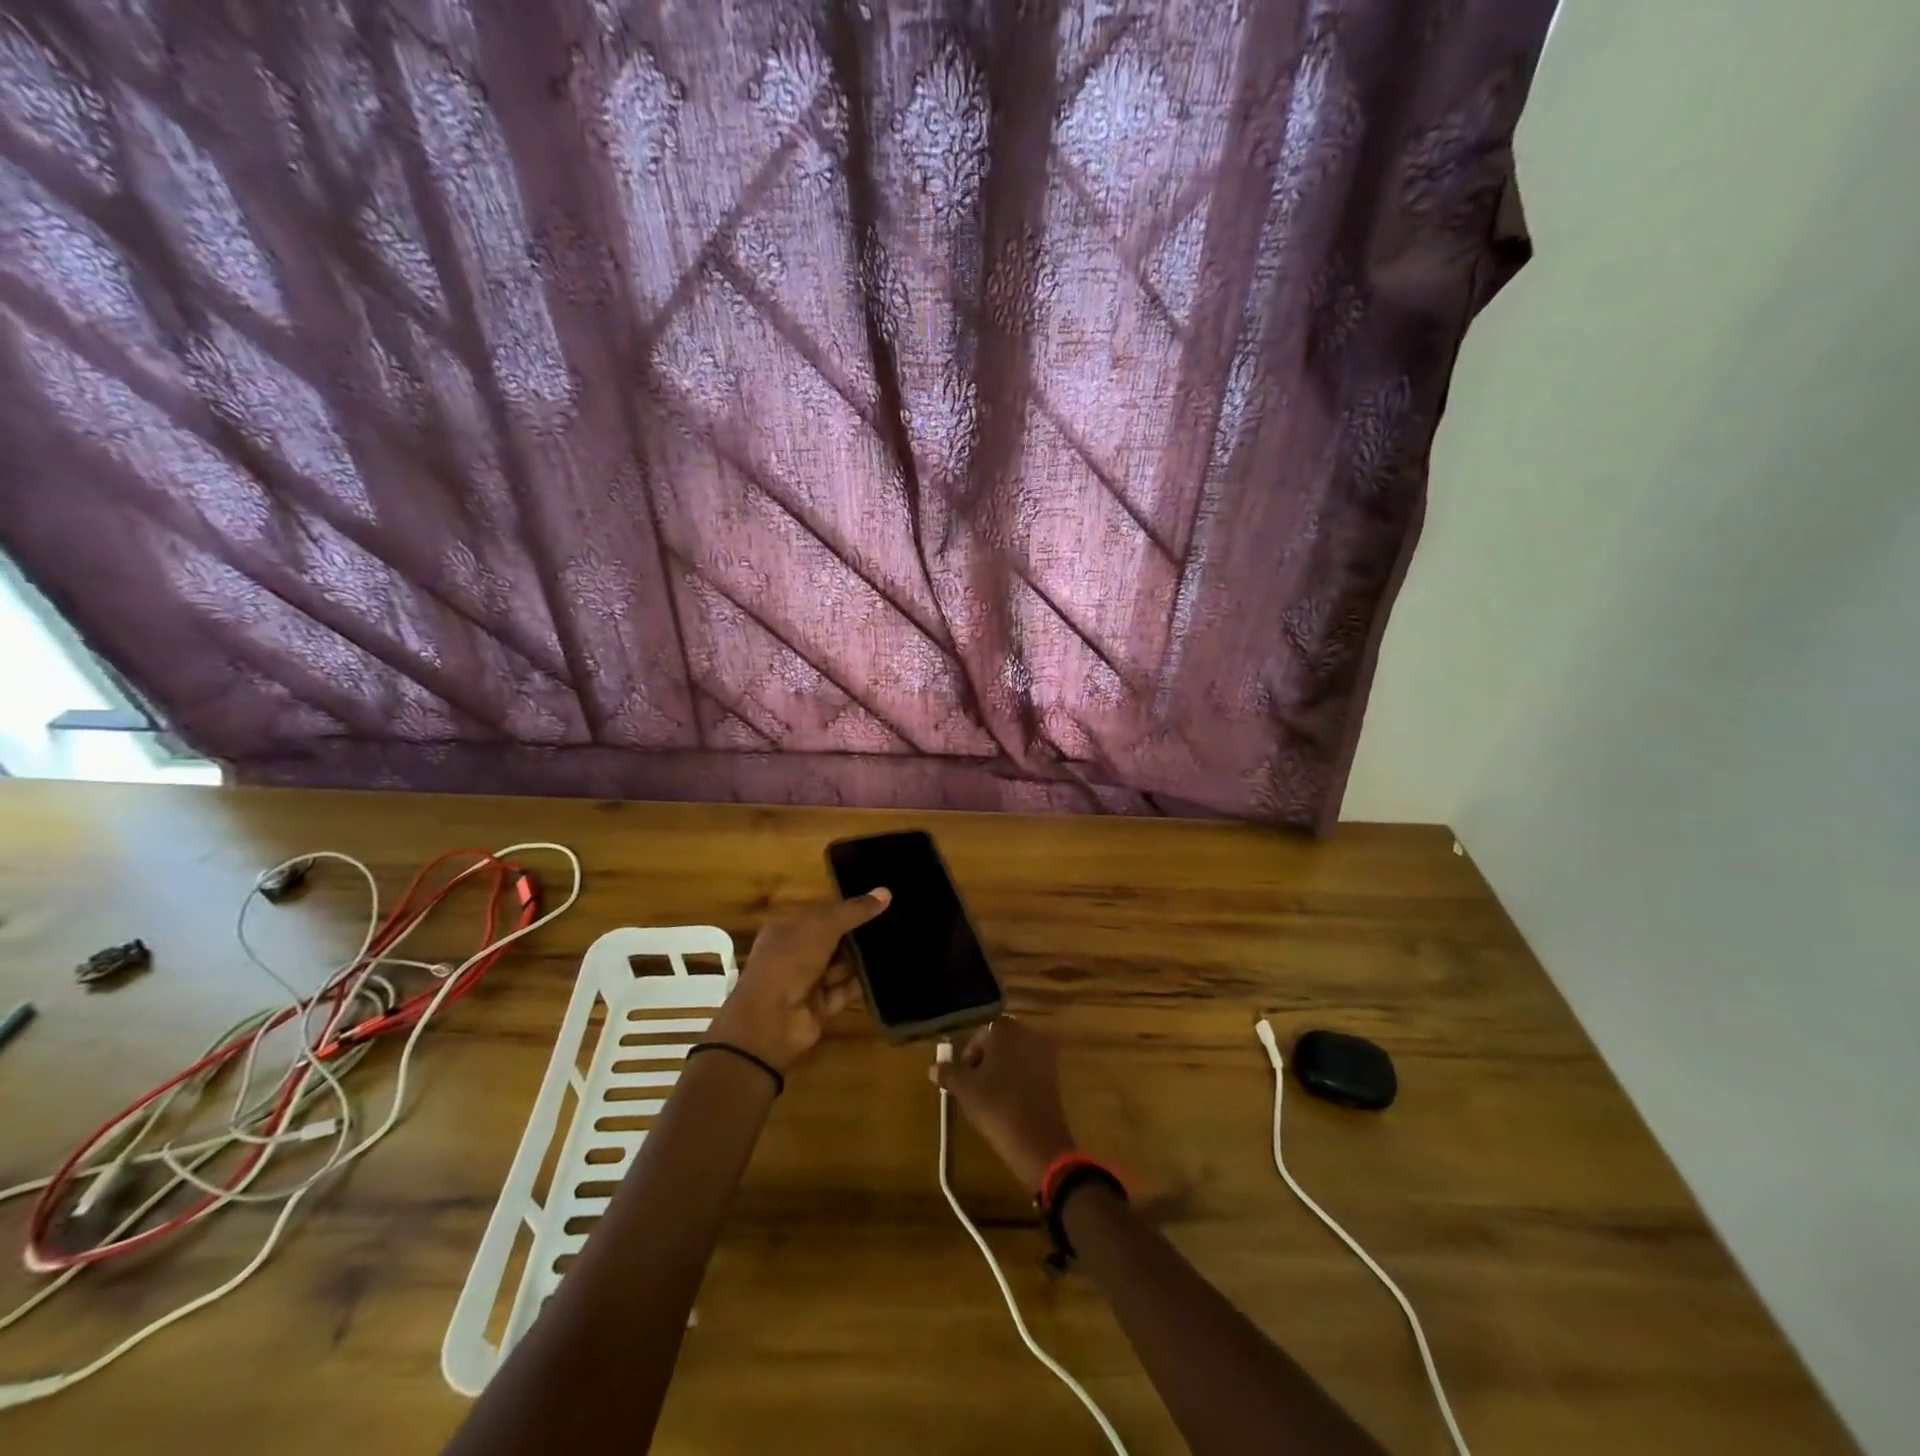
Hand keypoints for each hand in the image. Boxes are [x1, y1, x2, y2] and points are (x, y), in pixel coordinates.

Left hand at [706, 889, 890, 1072]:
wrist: (770, 1020)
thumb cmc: (789, 961)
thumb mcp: (822, 927)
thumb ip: (854, 911)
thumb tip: (886, 892)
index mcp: (786, 929)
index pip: (820, 913)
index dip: (846, 907)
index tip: (878, 901)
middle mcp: (795, 954)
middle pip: (832, 940)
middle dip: (858, 933)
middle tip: (894, 921)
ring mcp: (807, 982)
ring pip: (840, 965)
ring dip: (862, 958)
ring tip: (898, 943)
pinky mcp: (821, 1007)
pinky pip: (845, 990)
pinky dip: (862, 982)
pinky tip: (888, 970)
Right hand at [931, 1018, 1076, 1193]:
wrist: (1037, 1141)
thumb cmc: (996, 1105)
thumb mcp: (964, 1089)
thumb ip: (948, 1073)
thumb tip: (933, 1067)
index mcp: (1006, 1030)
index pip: (980, 1033)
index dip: (968, 1054)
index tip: (962, 1077)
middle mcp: (1028, 1034)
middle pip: (998, 1044)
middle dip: (983, 1062)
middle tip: (972, 1088)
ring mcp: (1044, 1055)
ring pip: (1013, 1058)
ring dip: (999, 1073)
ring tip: (987, 1099)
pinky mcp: (1054, 1077)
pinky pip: (1028, 1072)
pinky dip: (1016, 1082)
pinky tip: (1007, 1104)